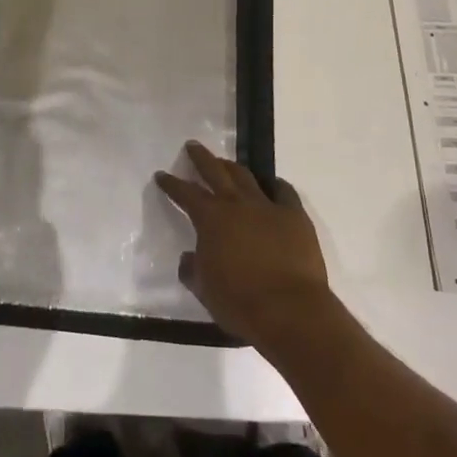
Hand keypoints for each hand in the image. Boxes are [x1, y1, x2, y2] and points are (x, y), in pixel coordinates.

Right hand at [156, 142, 334, 350]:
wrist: (289, 310)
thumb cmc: (240, 302)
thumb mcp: (204, 289)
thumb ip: (192, 269)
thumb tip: (189, 258)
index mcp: (210, 218)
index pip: (185, 193)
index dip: (171, 184)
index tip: (162, 175)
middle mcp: (236, 204)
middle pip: (215, 171)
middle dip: (201, 158)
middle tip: (193, 146)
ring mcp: (267, 206)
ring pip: (246, 177)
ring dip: (233, 167)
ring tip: (226, 163)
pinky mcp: (294, 216)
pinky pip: (284, 192)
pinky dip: (275, 185)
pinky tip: (272, 184)